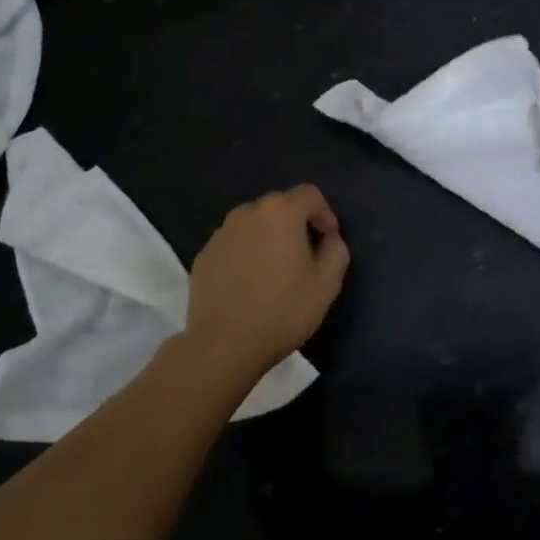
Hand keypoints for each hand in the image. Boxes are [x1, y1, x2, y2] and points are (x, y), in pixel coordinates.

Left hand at [179, 185, 349, 389]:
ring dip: (268, 238)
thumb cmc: (282, 310)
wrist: (224, 345)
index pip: (310, 195)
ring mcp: (220, 234)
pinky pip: (233, 245)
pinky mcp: (203, 256)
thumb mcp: (327, 284)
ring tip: (275, 272)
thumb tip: (329, 238)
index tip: (329, 243)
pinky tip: (249, 285)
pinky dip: (245, 254)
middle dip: (296, 224)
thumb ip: (336, 251)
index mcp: (280, 212)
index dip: (325, 214)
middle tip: (305, 258)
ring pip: (253, 225)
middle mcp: (246, 213)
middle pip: (279, 206)